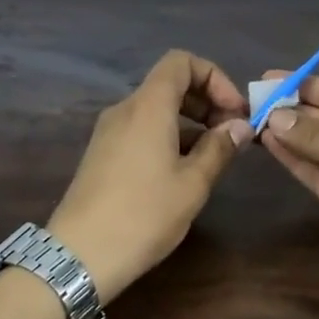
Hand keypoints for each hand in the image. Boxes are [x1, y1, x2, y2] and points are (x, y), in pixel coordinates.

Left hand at [48, 50, 253, 301]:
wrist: (79, 256)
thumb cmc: (143, 215)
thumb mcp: (193, 184)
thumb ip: (219, 148)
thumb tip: (239, 127)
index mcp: (147, 106)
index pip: (181, 62)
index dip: (214, 77)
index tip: (234, 112)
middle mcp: (125, 110)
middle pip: (169, 84)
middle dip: (206, 101)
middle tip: (231, 134)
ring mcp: (109, 132)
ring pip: (156, 109)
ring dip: (190, 122)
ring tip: (213, 156)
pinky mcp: (102, 155)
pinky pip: (142, 129)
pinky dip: (169, 137)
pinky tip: (184, 171)